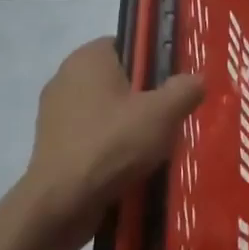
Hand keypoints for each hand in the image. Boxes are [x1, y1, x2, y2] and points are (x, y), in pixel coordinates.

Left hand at [20, 39, 204, 246]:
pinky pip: (92, 138)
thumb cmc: (112, 144)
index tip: (175, 85)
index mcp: (88, 57)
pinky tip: (131, 168)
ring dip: (129, 127)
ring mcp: (55, 114)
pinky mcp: (52, 146)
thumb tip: (197, 79)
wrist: (61, 204)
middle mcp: (65, 78)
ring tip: (156, 148)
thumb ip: (185, 89)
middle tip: (172, 118)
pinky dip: (110, 149)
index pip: (128, 45)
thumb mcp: (163, 113)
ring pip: (106, 112)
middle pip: (119, 80)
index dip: (154, 62)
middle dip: (145, 98)